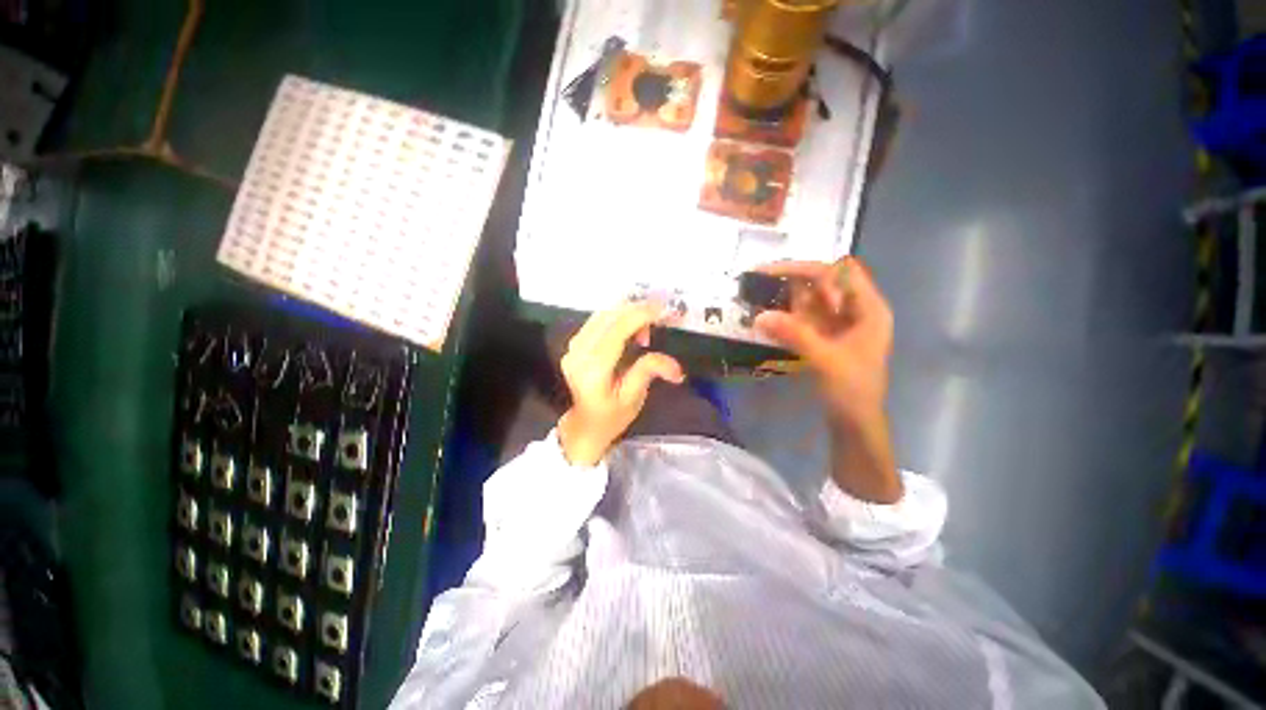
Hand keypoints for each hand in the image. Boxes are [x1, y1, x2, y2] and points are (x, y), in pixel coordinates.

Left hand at [557, 302, 684, 465]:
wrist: (584, 425)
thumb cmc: (611, 416)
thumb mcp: (633, 398)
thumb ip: (649, 372)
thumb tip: (675, 366)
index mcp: (594, 367)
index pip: (618, 329)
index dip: (642, 315)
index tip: (665, 310)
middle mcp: (579, 351)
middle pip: (610, 316)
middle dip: (638, 310)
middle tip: (662, 316)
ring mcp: (573, 345)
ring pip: (603, 314)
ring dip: (628, 313)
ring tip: (648, 329)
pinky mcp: (575, 343)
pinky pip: (598, 320)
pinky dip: (618, 318)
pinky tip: (631, 329)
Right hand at [753, 257, 892, 424]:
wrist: (855, 423)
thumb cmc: (852, 391)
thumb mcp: (826, 360)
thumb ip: (794, 335)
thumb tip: (759, 316)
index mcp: (868, 308)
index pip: (839, 272)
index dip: (807, 270)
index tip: (774, 273)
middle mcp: (855, 310)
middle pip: (823, 282)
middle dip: (792, 280)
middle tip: (758, 281)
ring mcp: (840, 323)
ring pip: (812, 299)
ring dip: (786, 296)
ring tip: (757, 294)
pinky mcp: (826, 336)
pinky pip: (805, 317)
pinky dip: (787, 315)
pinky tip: (768, 316)